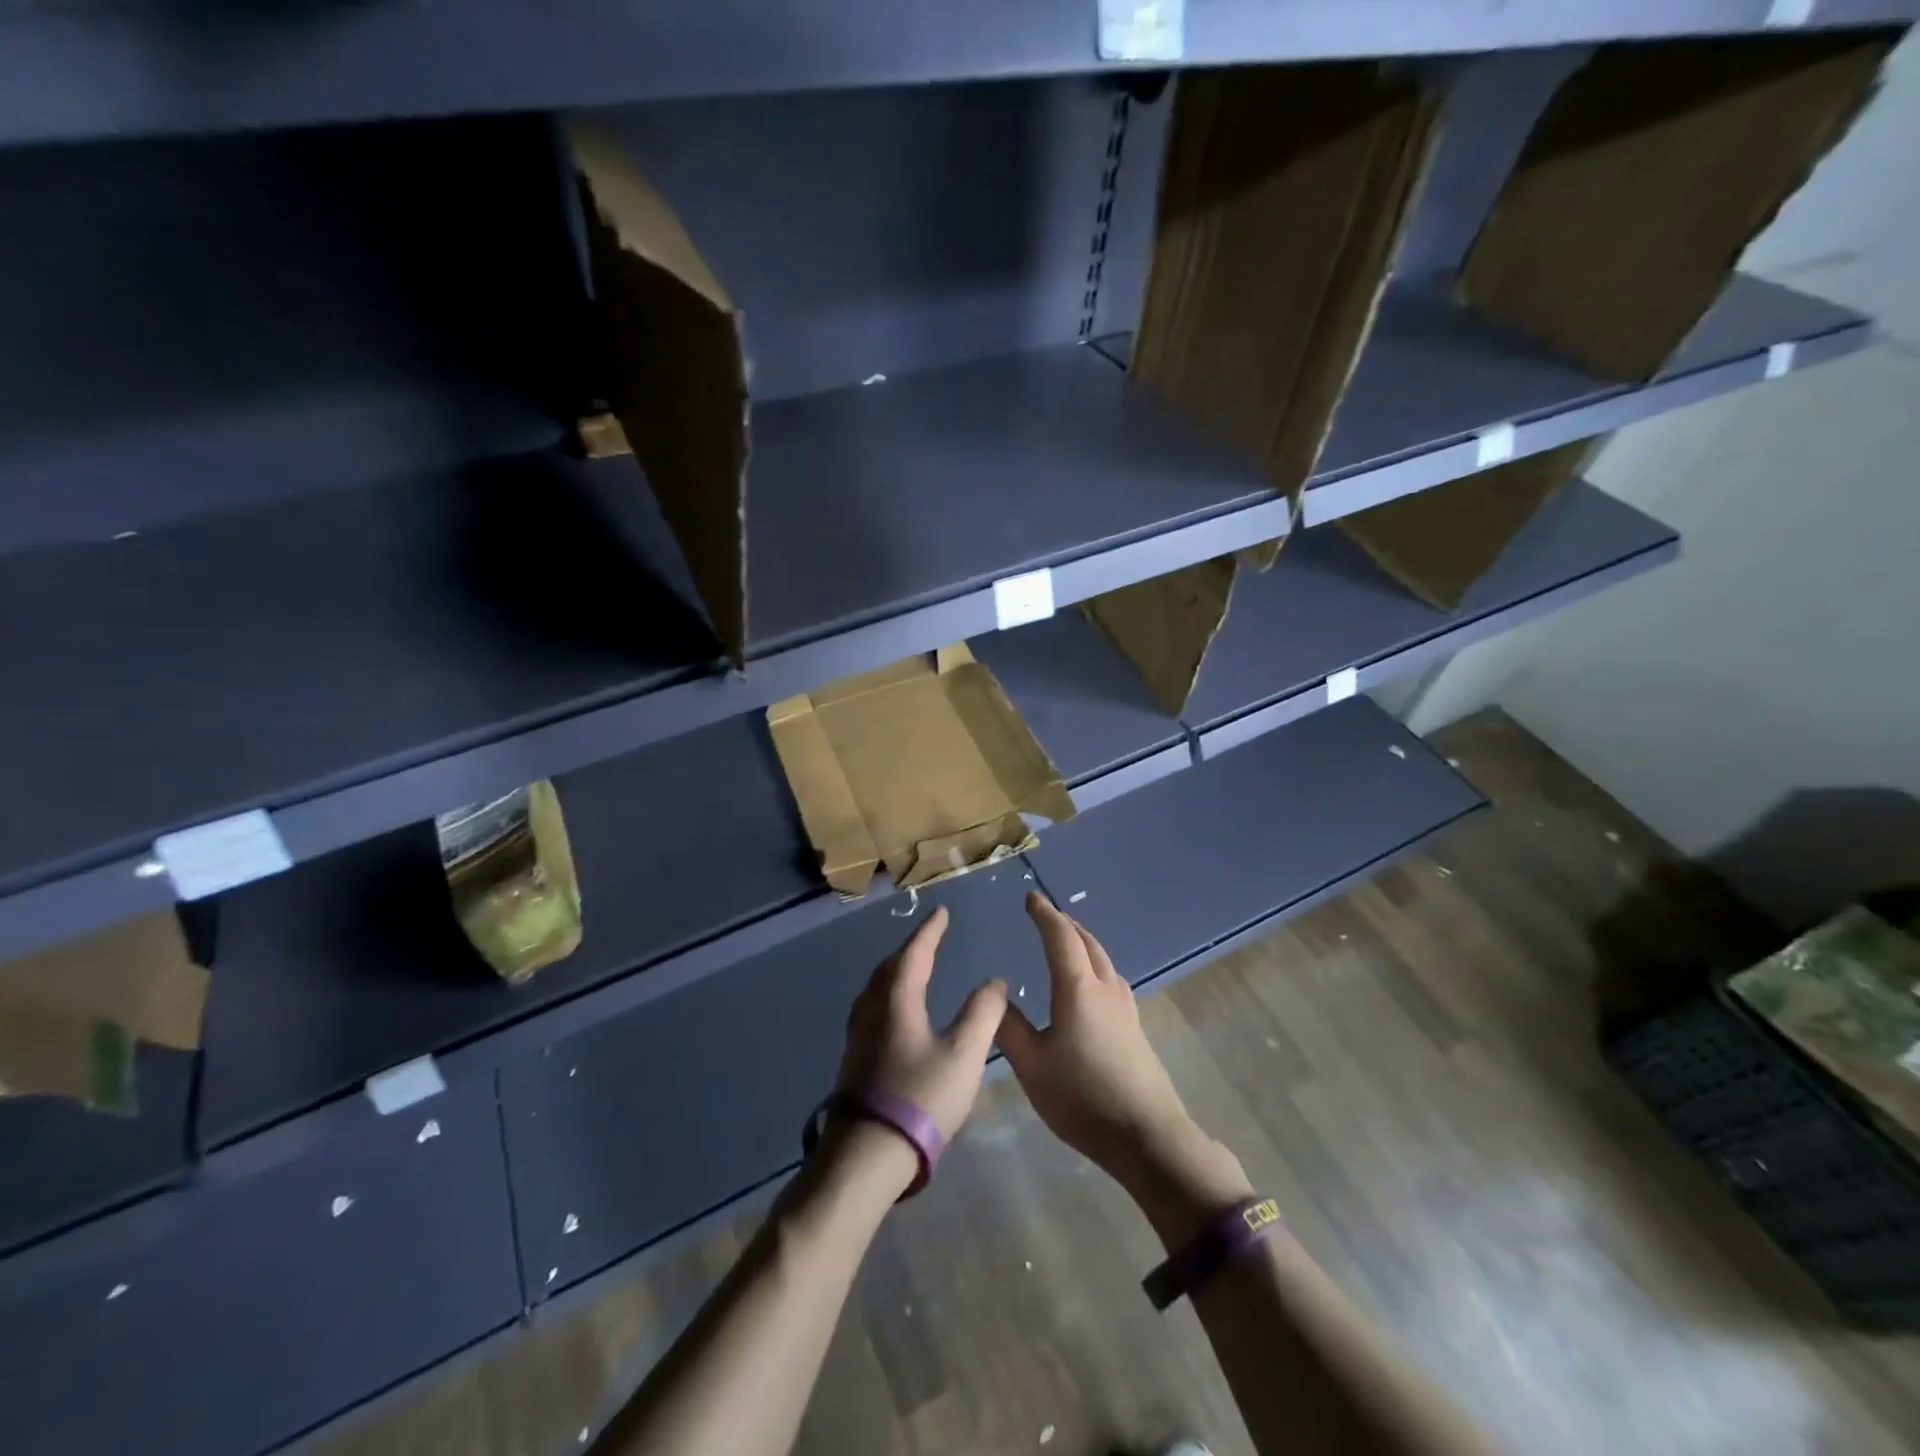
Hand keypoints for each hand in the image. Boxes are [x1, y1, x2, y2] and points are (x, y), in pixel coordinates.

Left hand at [835, 905, 1007, 1144]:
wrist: (867, 1154)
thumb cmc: (920, 1097)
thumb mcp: (964, 1055)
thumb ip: (983, 1013)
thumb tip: (994, 981)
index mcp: (897, 999)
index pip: (916, 952)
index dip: (930, 930)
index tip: (941, 912)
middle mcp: (872, 1007)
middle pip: (891, 966)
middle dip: (912, 947)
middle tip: (930, 936)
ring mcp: (859, 1033)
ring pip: (877, 986)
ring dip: (897, 969)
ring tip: (914, 967)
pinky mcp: (855, 1056)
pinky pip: (873, 1006)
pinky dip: (889, 993)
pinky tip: (897, 1011)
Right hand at [997, 892, 1249, 1240]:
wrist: (1146, 1135)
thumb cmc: (1082, 1097)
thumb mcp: (1032, 1066)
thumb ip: (1009, 1028)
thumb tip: (995, 995)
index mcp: (1077, 988)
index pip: (1060, 937)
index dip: (1044, 914)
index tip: (1030, 898)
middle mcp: (1105, 989)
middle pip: (1087, 942)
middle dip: (1065, 924)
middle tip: (1046, 915)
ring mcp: (1125, 1008)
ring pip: (1103, 960)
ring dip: (1083, 943)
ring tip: (1067, 942)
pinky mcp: (1135, 1028)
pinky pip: (1112, 980)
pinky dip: (1095, 965)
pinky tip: (1092, 985)